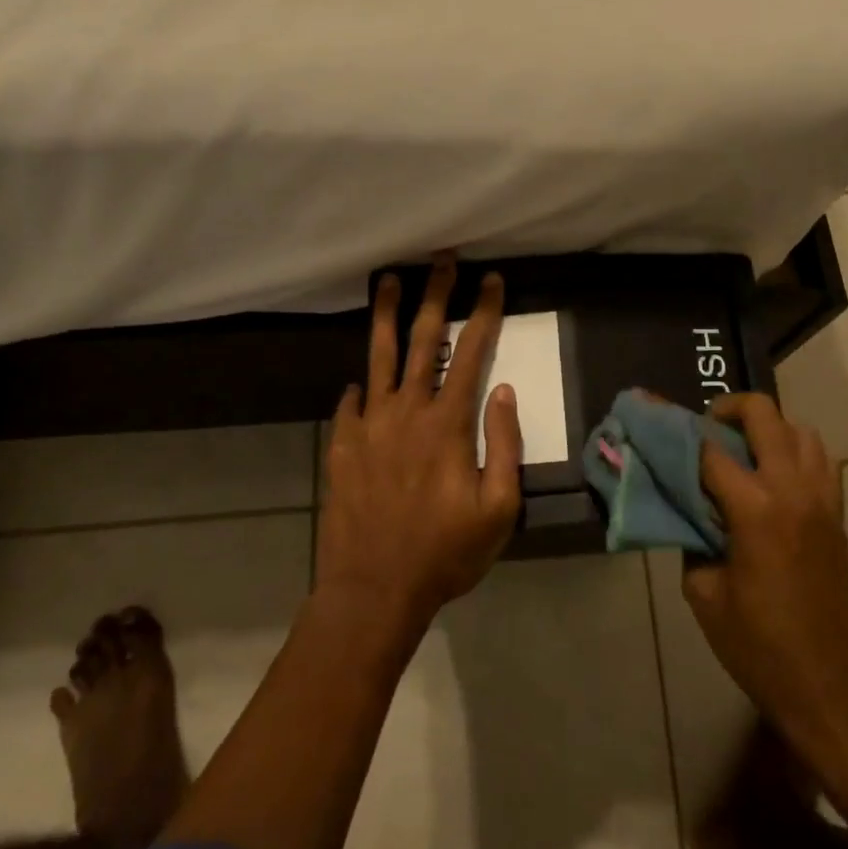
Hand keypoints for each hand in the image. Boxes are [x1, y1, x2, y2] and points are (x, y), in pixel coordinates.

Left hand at [316, 258, 522, 641]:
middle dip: (436, 293)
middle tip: (441, 259)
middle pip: (423, 338)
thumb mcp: (498, 509)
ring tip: (387, 279)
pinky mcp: (343, 444)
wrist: (373, 590)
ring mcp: (370, 424)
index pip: (472, 351)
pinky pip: (351, 402)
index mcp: (448, 423)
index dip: (484, 311)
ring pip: (378, 356)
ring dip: (386, 314)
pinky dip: (360, 386)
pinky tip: (360, 379)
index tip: (491, 279)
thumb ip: (503, 445)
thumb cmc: (445, 553)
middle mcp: (407, 410)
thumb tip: (503, 392)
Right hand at [684, 394, 847, 765]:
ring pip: (799, 429)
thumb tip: (689, 509)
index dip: (675, 429)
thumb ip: (692, 538)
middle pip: (763, 415)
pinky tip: (772, 478)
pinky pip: (820, 459)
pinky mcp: (838, 515)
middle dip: (728, 409)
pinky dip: (794, 451)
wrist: (831, 689)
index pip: (708, 449)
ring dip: (767, 428)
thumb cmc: (759, 647)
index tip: (652, 415)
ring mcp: (823, 499)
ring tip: (741, 450)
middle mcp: (792, 490)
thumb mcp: (704, 594)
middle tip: (705, 430)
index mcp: (755, 510)